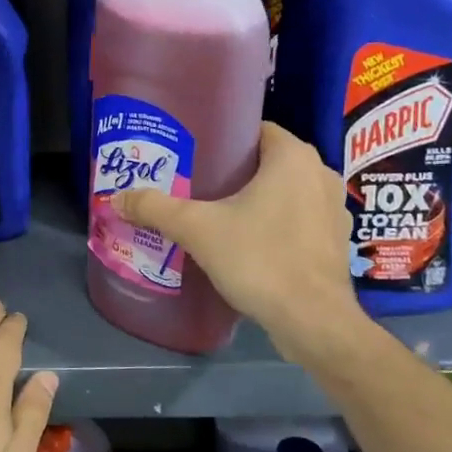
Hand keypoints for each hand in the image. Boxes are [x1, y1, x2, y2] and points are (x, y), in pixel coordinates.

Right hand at [111, 122, 365, 362]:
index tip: (193, 154)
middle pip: (267, 162)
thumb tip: (116, 198)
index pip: (256, 130)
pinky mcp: (336, 242)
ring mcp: (333, 209)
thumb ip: (155, 208)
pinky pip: (298, 220)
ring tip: (216, 215)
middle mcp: (320, 174)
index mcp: (293, 157)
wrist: (313, 321)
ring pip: (285, 192)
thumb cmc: (260, 259)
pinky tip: (247, 244)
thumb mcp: (197, 229)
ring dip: (256, 200)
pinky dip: (275, 225)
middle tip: (194, 185)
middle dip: (233, 172)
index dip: (223, 138)